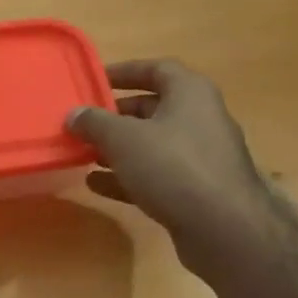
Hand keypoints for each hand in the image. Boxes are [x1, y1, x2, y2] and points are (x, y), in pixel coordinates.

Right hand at [66, 59, 274, 282]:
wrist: (223, 228)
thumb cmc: (173, 166)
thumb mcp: (123, 139)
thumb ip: (94, 123)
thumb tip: (73, 114)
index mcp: (190, 93)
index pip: (156, 69)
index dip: (124, 71)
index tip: (94, 79)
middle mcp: (199, 119)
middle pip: (152, 108)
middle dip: (115, 115)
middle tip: (83, 122)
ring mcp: (200, 157)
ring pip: (152, 144)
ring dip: (118, 148)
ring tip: (84, 153)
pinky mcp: (196, 190)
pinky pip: (156, 175)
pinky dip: (127, 176)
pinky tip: (96, 185)